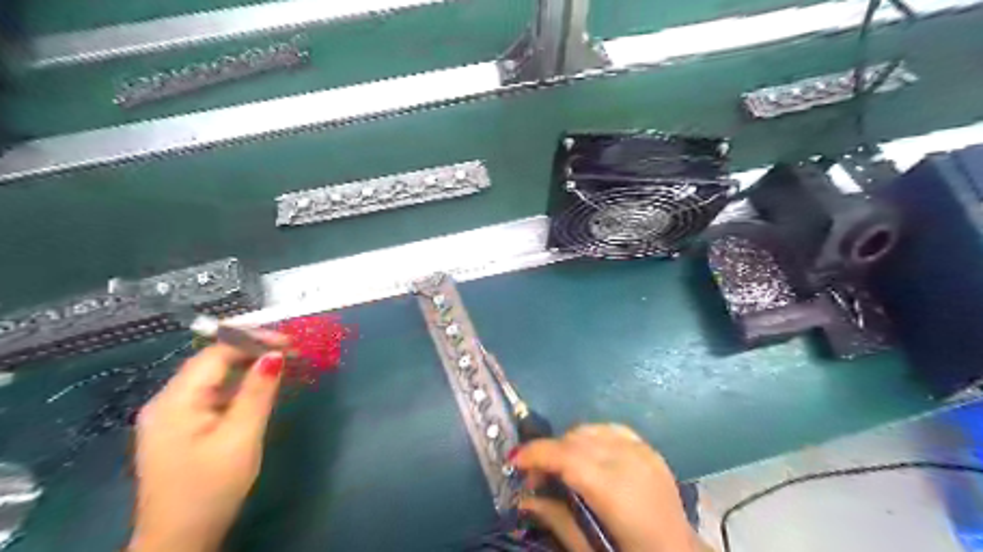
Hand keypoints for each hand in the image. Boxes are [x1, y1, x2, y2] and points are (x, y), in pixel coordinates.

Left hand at [127, 334, 287, 551]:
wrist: (179, 540)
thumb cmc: (211, 488)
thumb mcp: (241, 436)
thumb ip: (258, 392)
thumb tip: (275, 354)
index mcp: (175, 401)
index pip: (215, 354)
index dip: (253, 341)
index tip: (290, 340)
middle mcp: (166, 401)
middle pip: (211, 362)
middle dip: (251, 351)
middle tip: (291, 350)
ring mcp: (169, 416)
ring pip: (211, 378)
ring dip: (245, 367)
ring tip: (280, 363)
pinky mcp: (179, 428)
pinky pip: (210, 395)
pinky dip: (236, 385)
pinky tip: (256, 388)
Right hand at [515, 425, 705, 550]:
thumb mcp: (589, 548)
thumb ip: (555, 518)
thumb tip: (522, 498)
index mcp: (615, 489)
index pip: (566, 456)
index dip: (536, 453)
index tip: (514, 460)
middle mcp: (629, 460)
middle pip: (575, 439)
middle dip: (549, 451)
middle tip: (535, 477)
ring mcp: (643, 451)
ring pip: (591, 429)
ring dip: (569, 442)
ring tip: (562, 467)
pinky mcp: (650, 449)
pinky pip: (611, 429)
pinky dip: (592, 437)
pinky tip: (587, 454)